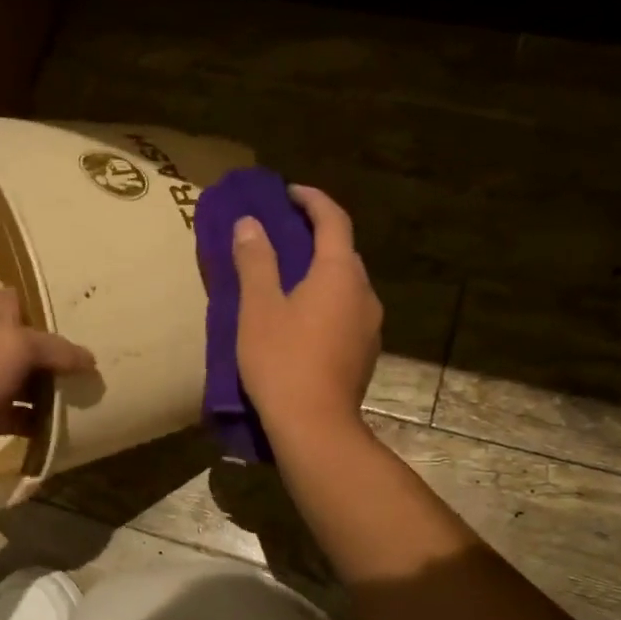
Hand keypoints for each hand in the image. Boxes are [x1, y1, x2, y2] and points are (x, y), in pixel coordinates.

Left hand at [0, 289, 95, 477]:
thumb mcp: (15, 345)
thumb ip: (56, 349)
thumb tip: (90, 359)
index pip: (39, 303)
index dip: (68, 313)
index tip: (108, 323)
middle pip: (42, 347)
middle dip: (72, 358)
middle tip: (115, 367)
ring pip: (35, 385)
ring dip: (61, 394)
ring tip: (103, 398)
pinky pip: (25, 417)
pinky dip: (45, 424)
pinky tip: (75, 429)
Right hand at [232, 185, 382, 445]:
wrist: (314, 426)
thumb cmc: (282, 361)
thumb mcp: (258, 308)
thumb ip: (255, 261)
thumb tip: (250, 223)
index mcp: (340, 273)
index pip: (334, 220)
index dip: (312, 200)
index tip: (289, 193)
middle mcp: (364, 293)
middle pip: (344, 252)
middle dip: (316, 237)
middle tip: (284, 235)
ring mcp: (370, 326)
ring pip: (346, 285)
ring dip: (322, 273)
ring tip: (289, 279)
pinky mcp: (365, 354)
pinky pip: (346, 313)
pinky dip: (326, 302)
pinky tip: (302, 321)